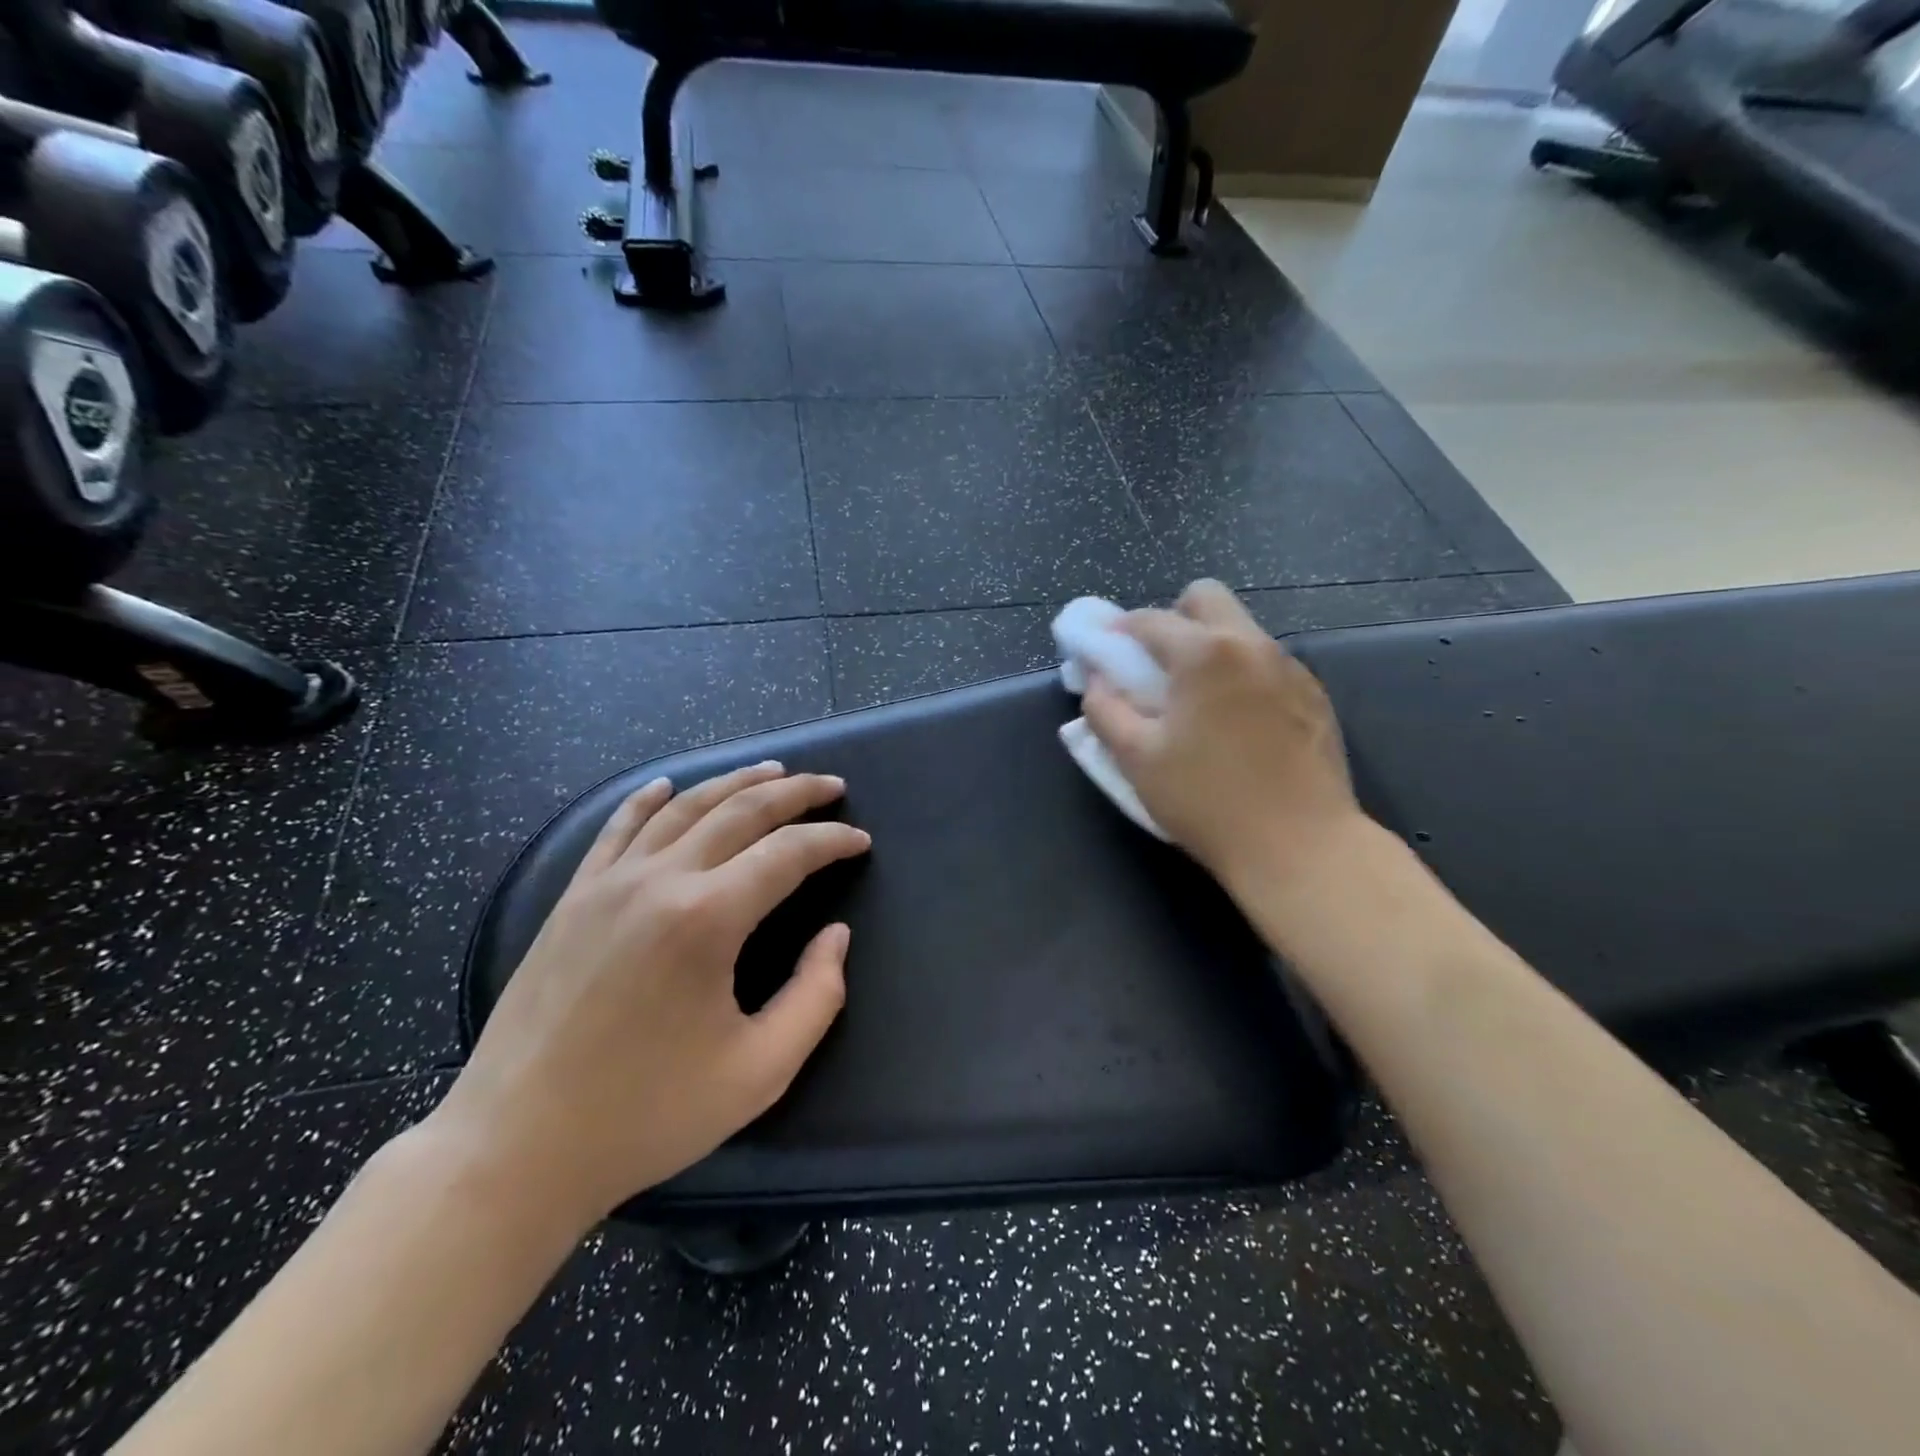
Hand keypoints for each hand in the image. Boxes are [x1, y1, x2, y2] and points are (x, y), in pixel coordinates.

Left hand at [434, 764, 870, 1229]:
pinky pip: (617, 829)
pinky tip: (667, 785)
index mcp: (707, 918)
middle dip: (795, 793)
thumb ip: (816, 997)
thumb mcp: (759, 1071)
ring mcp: (608, 884)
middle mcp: (659, 881)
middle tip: (831, 786)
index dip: (832, 840)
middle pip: (740, 811)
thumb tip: (836, 936)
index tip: (860, 841)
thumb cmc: (647, 1114)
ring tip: (773, 771)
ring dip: (734, 782)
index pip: (787, 853)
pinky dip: (649, 799)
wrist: (515, 1148)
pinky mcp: (572, 899)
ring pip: (683, 807)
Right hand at [1083, 579, 1365, 892]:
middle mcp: (1252, 644)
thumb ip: (1105, 710)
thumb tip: (1097, 680)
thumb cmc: (1206, 801)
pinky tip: (1237, 723)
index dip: (1118, 631)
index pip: (1149, 620)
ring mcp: (1291, 667)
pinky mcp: (1315, 695)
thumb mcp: (1136, 759)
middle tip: (1156, 665)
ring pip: (1241, 630)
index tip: (1104, 653)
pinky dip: (1241, 674)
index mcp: (1204, 654)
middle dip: (1173, 618)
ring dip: (1210, 646)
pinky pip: (1267, 663)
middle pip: (1206, 598)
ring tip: (1197, 700)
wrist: (1300, 846)